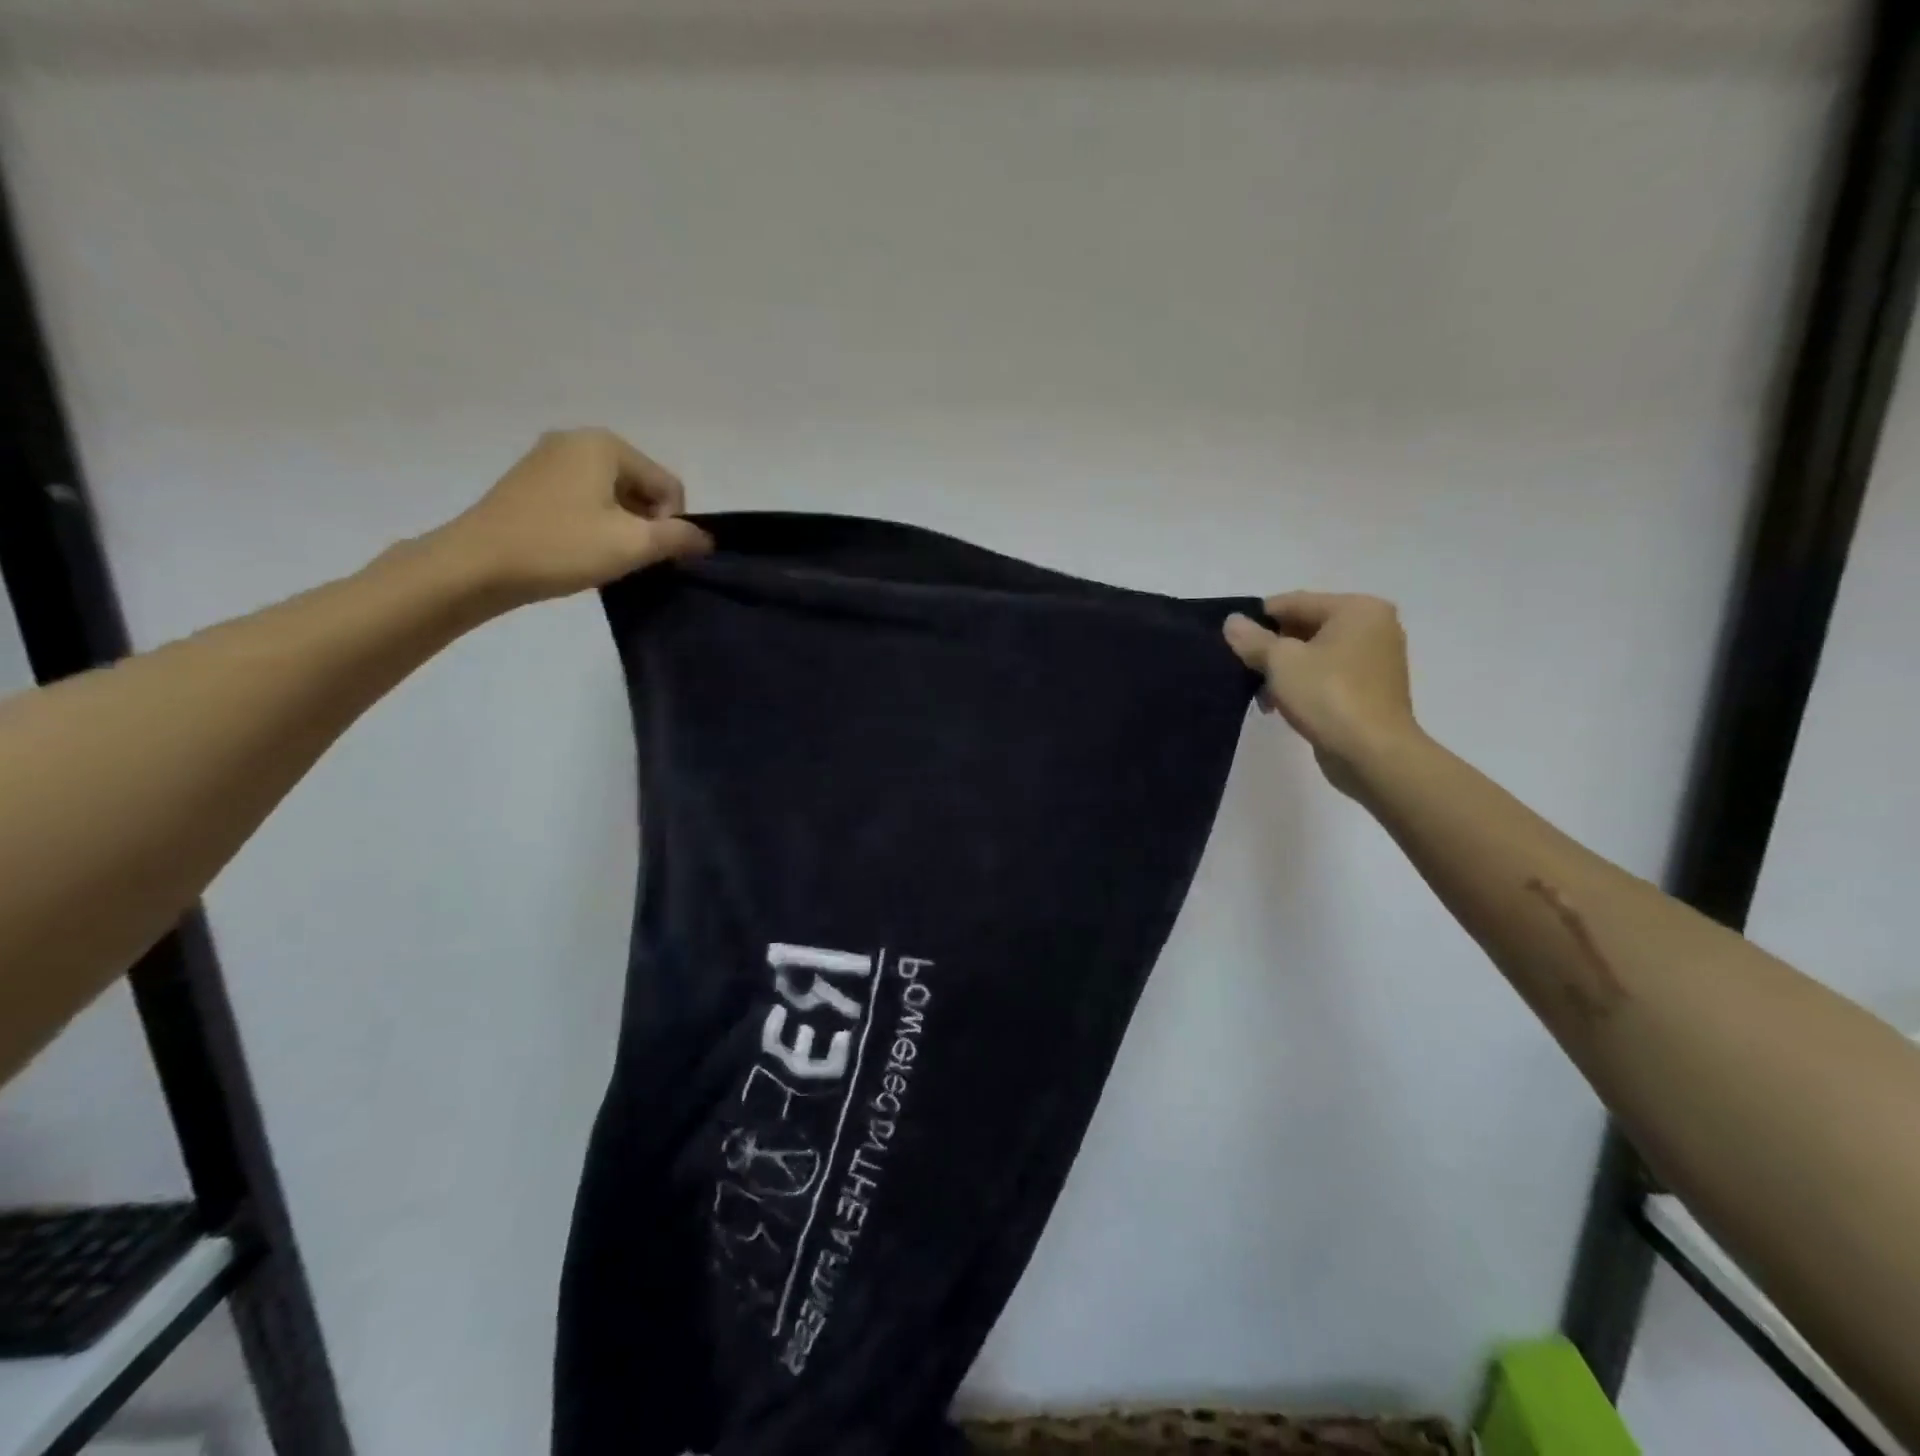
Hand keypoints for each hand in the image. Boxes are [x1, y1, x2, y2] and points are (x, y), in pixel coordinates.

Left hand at [437, 428, 712, 605]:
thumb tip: (706, 538)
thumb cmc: (560, 547)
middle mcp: (577, 440)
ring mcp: (549, 459)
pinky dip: (594, 523)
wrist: (476, 565)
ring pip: (612, 495)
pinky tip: (579, 549)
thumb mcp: (632, 544)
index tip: (650, 554)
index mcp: (605, 445)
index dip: (672, 524)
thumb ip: (679, 537)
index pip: (668, 486)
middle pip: (641, 486)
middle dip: (646, 523)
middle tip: (628, 557)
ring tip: (603, 556)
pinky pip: (584, 499)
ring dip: (621, 527)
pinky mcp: (530, 482)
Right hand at [1224, 593, 1420, 792]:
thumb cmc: (1328, 696)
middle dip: (1271, 647)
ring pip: (1314, 653)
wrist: (1372, 754)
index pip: (1294, 602)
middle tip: (1242, 668)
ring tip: (1259, 693)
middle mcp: (1373, 626)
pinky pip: (1327, 675)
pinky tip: (1279, 705)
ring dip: (1283, 670)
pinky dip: (1302, 684)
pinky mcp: (1370, 689)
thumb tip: (1232, 622)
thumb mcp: (1281, 662)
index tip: (1229, 640)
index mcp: (1357, 609)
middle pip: (1305, 626)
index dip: (1257, 619)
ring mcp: (1375, 659)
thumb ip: (1253, 639)